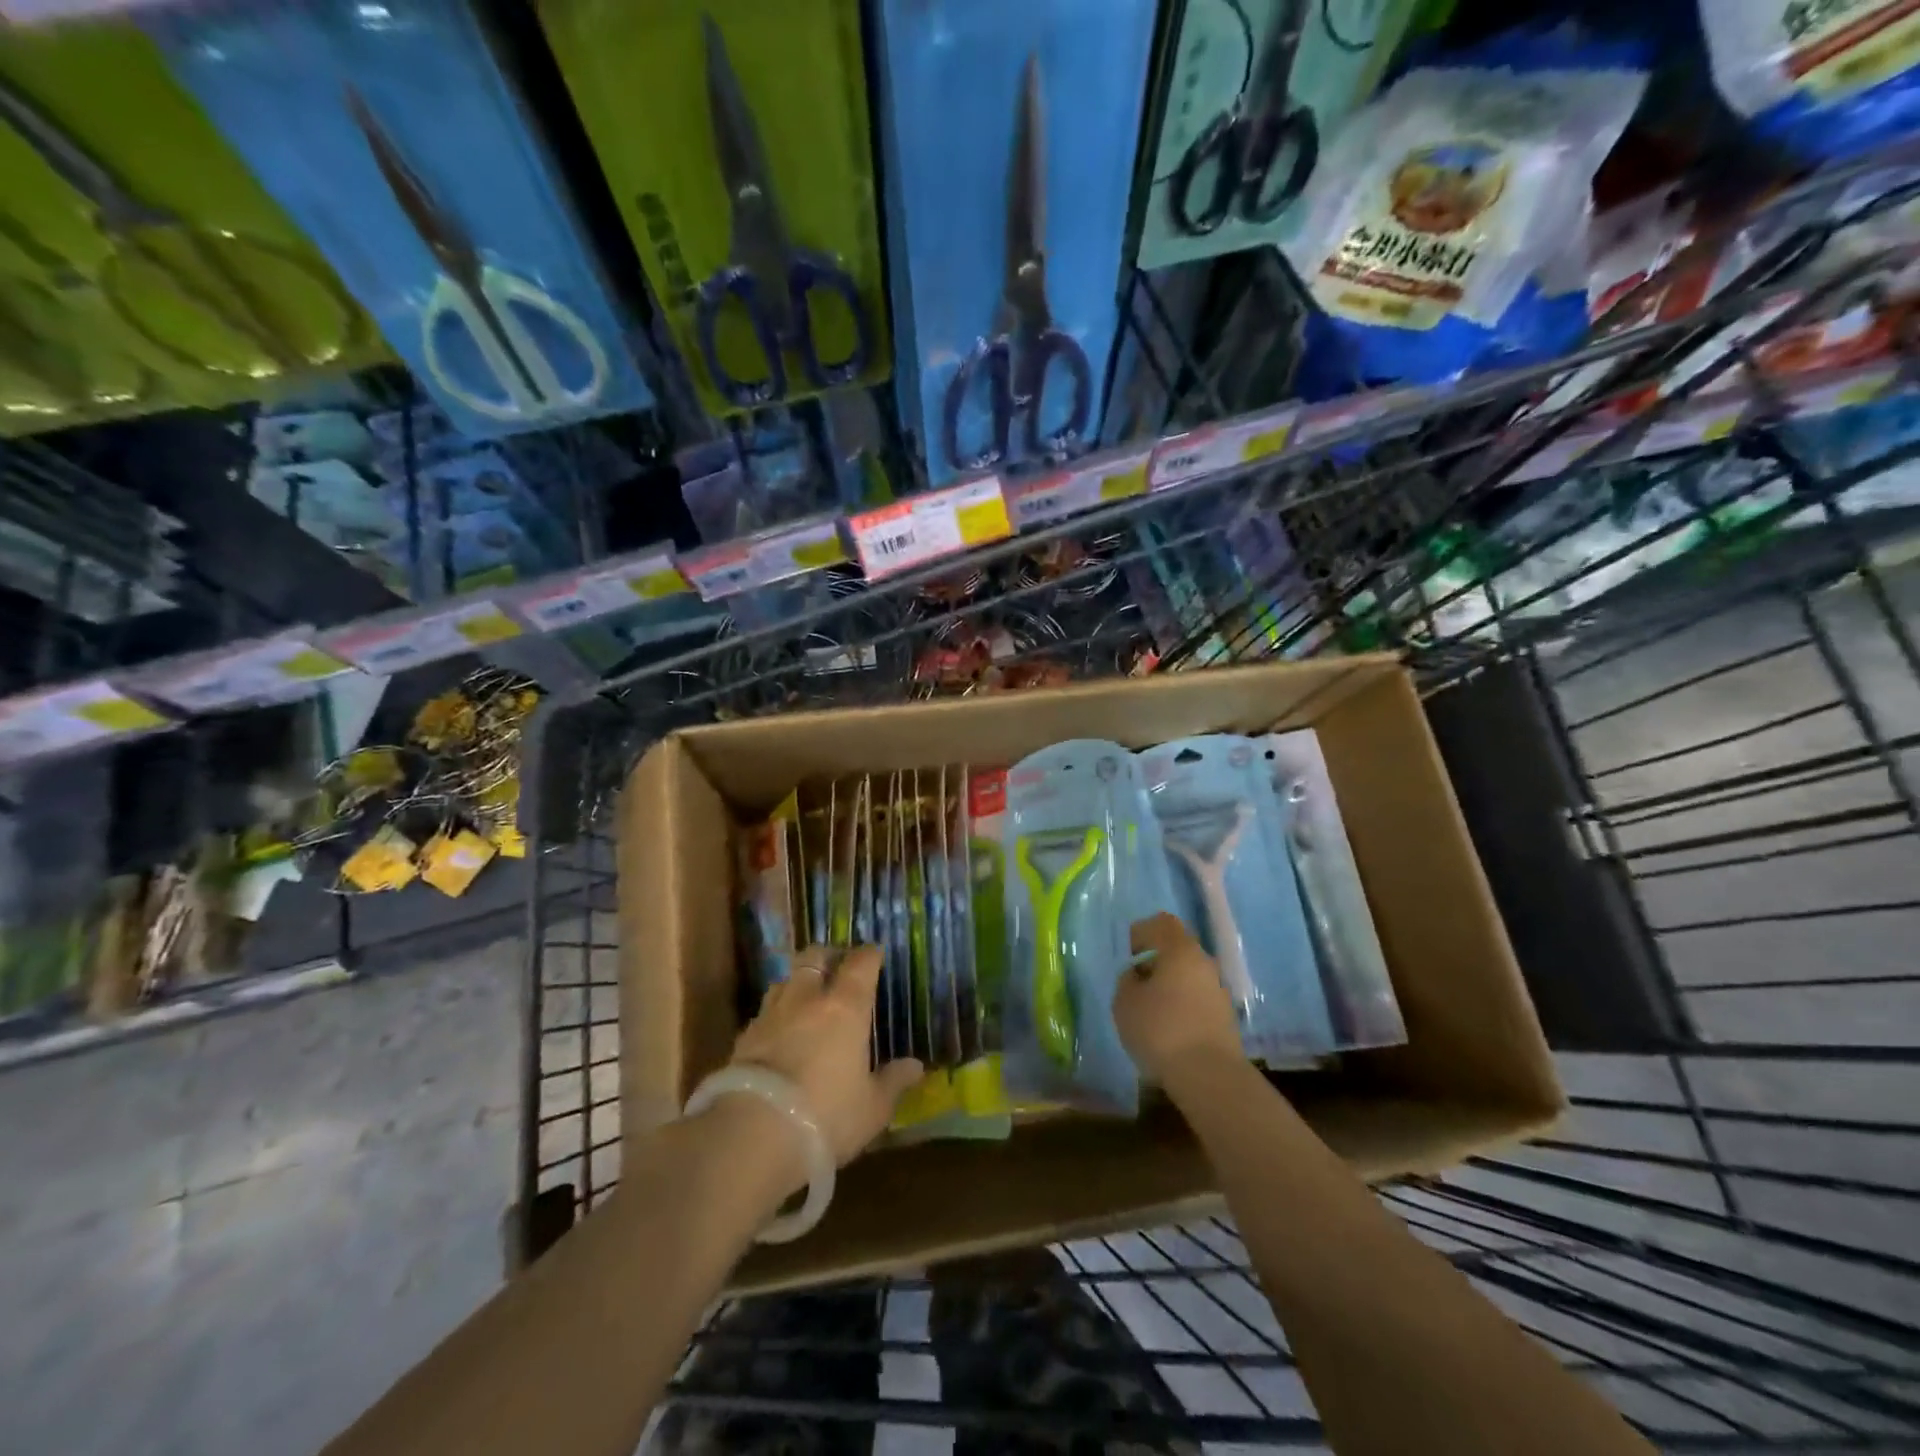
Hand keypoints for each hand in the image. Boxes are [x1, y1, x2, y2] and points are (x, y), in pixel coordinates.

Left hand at [730, 944, 923, 1166]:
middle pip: (815, 956)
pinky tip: (780, 1034)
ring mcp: (772, 1014)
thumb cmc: (827, 1115)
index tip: (876, 954)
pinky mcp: (744, 1036)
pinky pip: (765, 1012)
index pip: (861, 963)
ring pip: (786, 979)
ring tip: (807, 999)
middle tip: (839, 968)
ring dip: (799, 983)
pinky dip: (776, 1014)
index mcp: (845, 1006)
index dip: (870, 955)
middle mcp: (807, 998)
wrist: (753, 1134)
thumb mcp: (872, 1107)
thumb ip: (893, 1081)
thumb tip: (916, 1066)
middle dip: (829, 956)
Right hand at [1114, 913, 1244, 1084]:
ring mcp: (1219, 990)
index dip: (1143, 932)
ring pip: (1190, 975)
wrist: (1209, 1076)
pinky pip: (1199, 998)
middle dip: (1157, 960)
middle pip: (1179, 949)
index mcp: (1180, 950)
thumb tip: (1137, 975)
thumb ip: (1127, 981)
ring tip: (1151, 1008)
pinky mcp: (1226, 1017)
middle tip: (1137, 981)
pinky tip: (1169, 1027)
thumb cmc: (1161, 1030)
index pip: (1163, 923)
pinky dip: (1183, 1005)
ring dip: (1171, 984)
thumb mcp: (1125, 1002)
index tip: (1130, 952)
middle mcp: (1205, 963)